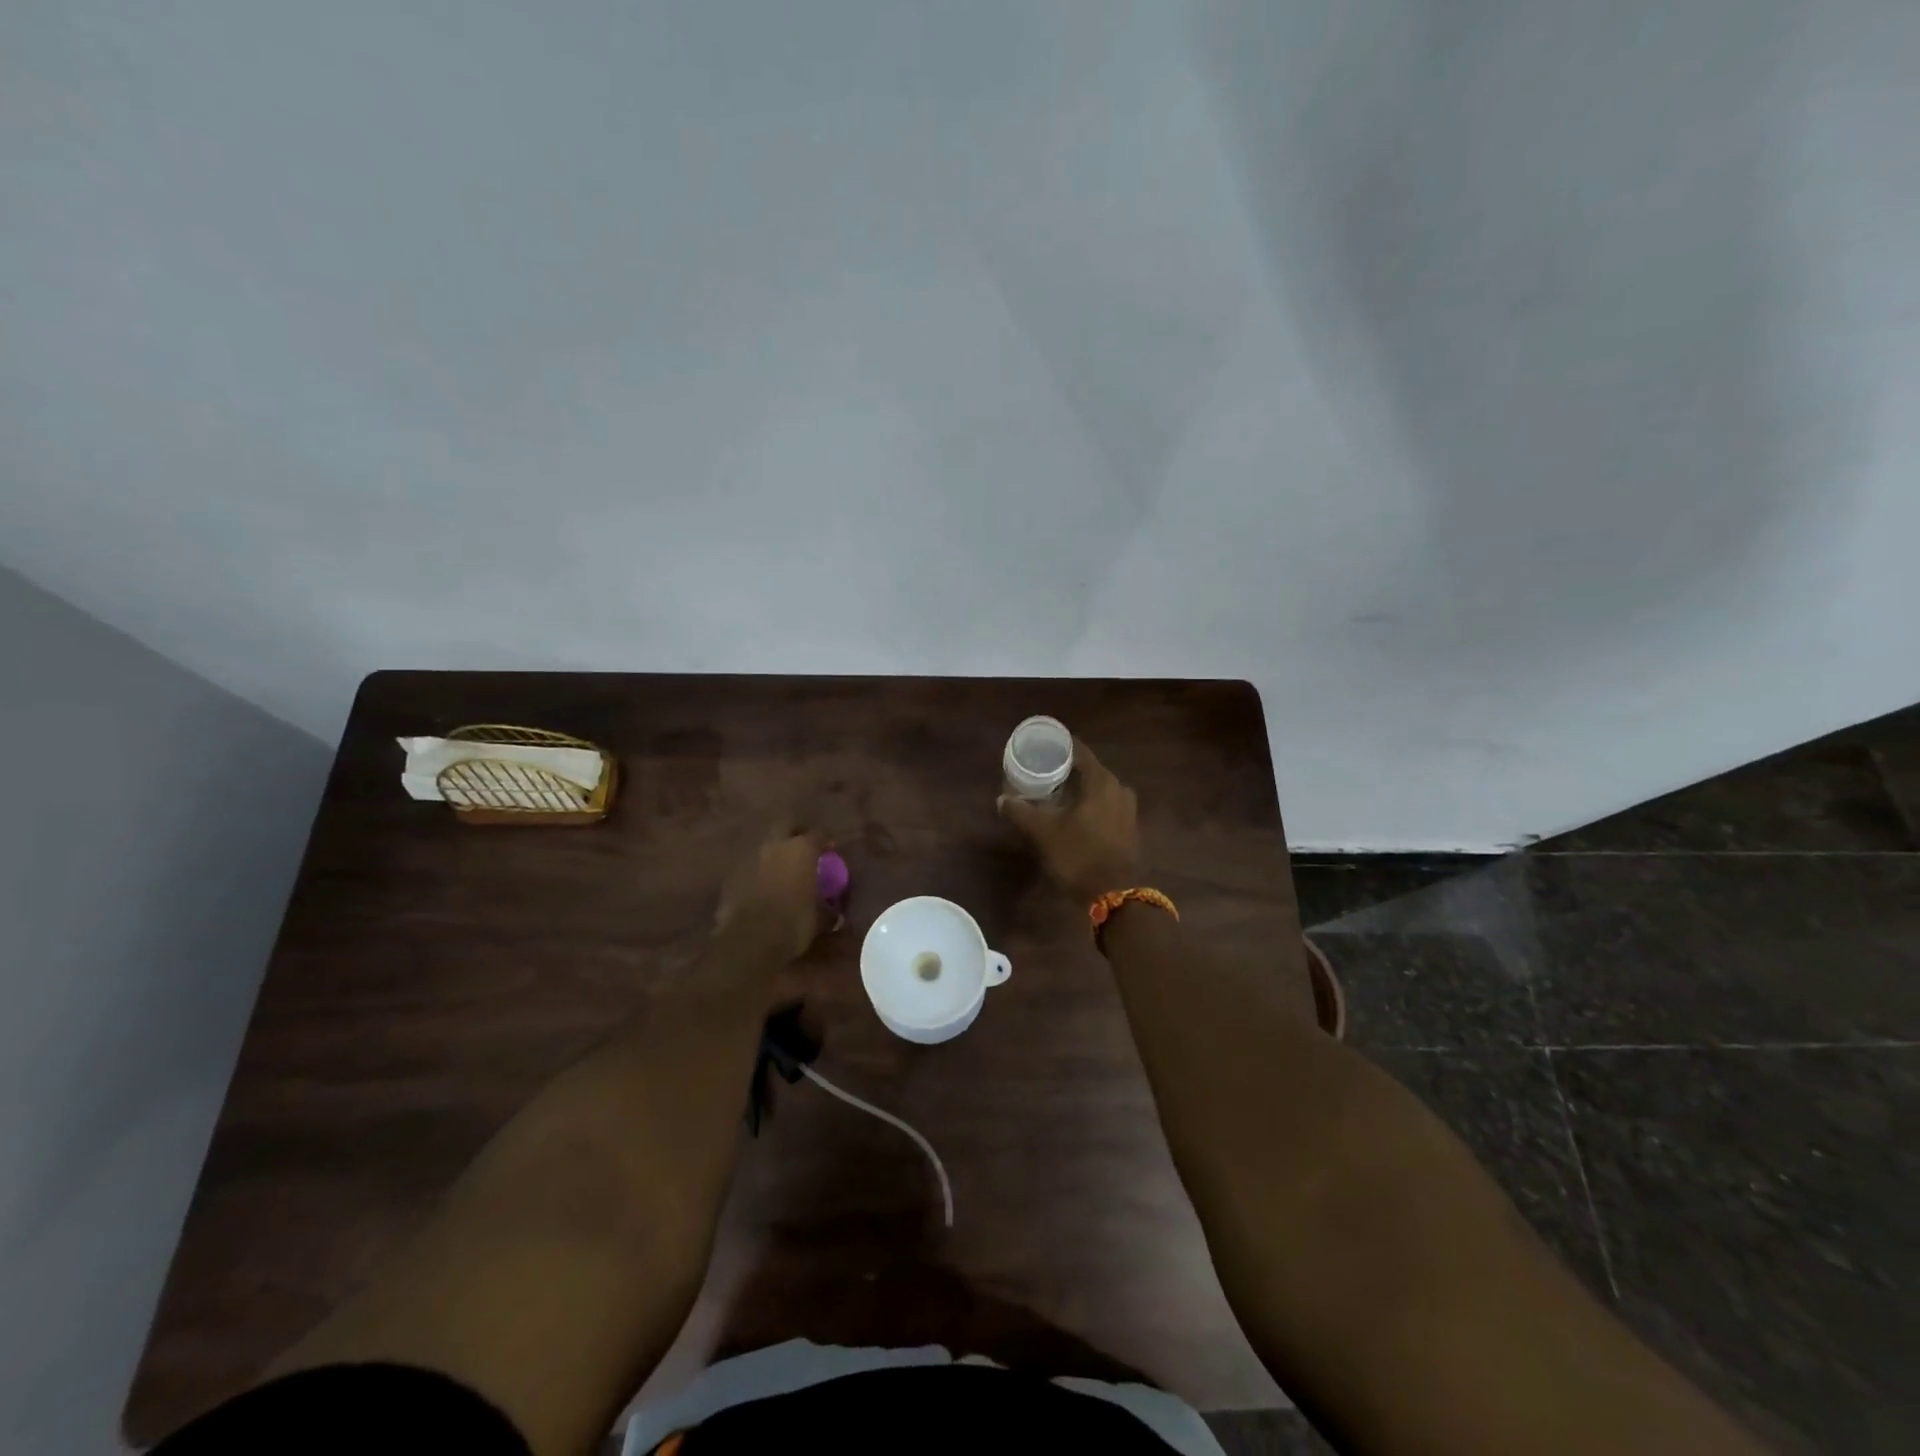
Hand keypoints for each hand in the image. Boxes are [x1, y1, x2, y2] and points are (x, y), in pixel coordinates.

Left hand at [714, 826, 831, 962]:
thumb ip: (827, 909)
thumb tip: (834, 914)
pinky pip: (748, 867)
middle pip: (785, 825)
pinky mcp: (730, 877)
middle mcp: (774, 846)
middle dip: (794, 832)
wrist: (750, 941)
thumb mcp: (820, 918)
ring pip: (764, 845)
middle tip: (802, 845)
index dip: (825, 840)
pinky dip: (756, 873)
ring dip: (773, 853)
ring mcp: (749, 859)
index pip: (818, 833)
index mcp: (801, 850)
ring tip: (781, 868)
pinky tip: (761, 887)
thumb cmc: (794, 924)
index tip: (830, 848)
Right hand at [997, 738, 1141, 901]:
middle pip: (1089, 769)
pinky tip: (1073, 813)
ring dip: (1079, 788)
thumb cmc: (1079, 855)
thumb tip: (1002, 799)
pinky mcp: (1129, 827)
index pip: (1079, 751)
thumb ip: (1021, 812)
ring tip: (1055, 792)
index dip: (1060, 747)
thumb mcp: (1043, 833)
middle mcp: (1119, 788)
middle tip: (1042, 771)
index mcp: (1101, 781)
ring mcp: (1127, 809)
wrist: (1115, 895)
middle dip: (1067, 769)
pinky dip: (1089, 804)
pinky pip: (1106, 805)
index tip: (1041, 747)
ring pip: (1098, 789)